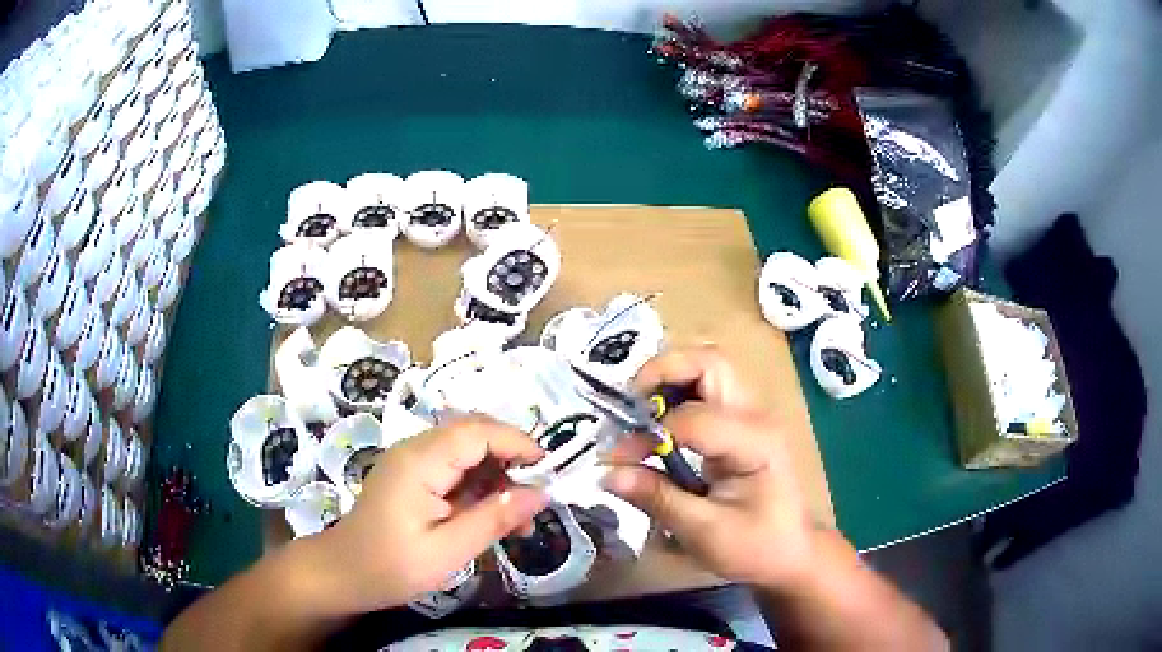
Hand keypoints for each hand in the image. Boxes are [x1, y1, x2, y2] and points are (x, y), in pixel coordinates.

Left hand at [313, 417, 548, 611]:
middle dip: (511, 459)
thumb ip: (493, 519)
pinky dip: (480, 489)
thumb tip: (541, 493)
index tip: (549, 470)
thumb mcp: (447, 551)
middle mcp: (416, 450)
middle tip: (536, 498)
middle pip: (474, 435)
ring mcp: (413, 462)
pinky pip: (455, 470)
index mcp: (419, 462)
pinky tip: (493, 518)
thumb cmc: (390, 567)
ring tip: (520, 519)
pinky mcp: (414, 477)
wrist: (342, 574)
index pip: (477, 432)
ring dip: (499, 478)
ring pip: (468, 452)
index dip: (517, 443)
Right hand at [603, 346, 819, 589]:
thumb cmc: (755, 547)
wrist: (791, 552)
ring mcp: (751, 414)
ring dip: (668, 379)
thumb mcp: (704, 532)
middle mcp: (756, 415)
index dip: (650, 433)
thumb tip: (607, 473)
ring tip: (638, 413)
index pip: (694, 417)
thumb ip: (657, 497)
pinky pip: (706, 388)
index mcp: (755, 442)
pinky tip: (657, 423)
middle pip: (709, 363)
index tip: (617, 458)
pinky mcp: (741, 422)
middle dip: (661, 373)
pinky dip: (676, 393)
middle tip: (628, 407)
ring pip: (707, 368)